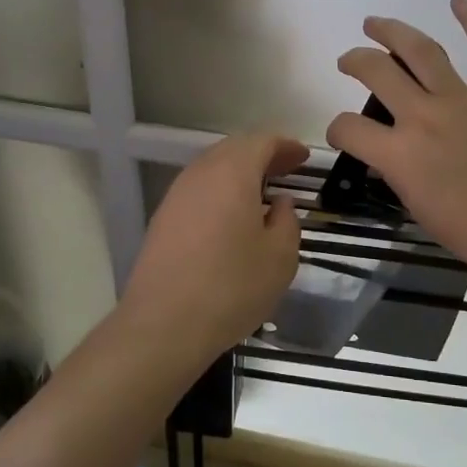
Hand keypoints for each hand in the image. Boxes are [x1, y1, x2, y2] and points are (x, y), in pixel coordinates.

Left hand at [120, 133, 308, 365]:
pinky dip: (220, 191)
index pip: (262, 142)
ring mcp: (176, 196)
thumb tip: (279, 203)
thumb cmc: (231, 287)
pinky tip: (232, 216)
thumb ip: (287, 221)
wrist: (163, 325)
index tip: (304, 158)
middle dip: (262, 154)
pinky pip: (198, 191)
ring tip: (262, 192)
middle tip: (287, 169)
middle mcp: (200, 174)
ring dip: (239, 173)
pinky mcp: (163, 220)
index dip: (286, 146)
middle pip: (234, 149)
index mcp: (232, 173)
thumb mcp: (280, 257)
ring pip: (212, 169)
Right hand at [328, 0, 466, 295]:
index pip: (349, 129)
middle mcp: (424, 117)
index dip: (338, 130)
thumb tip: (394, 154)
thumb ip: (400, 174)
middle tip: (349, 60)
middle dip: (354, 61)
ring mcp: (464, 99)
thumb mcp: (420, 209)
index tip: (345, 135)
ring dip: (392, 31)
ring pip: (421, 49)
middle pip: (376, 72)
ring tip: (376, 23)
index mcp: (400, 156)